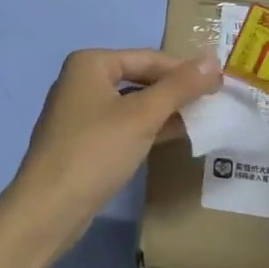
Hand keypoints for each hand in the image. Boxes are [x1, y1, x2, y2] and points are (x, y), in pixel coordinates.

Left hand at [10, 49, 221, 241]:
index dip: (185, 69)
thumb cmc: (95, 151)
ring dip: (164, 110)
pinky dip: (148, 128)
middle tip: (214, 101)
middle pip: (139, 77)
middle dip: (175, 90)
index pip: (149, 57)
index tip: (220, 82)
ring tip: (202, 119)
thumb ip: (179, 87)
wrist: (48, 209)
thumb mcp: (142, 116)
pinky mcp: (83, 141)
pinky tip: (175, 136)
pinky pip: (123, 125)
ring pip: (132, 103)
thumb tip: (213, 60)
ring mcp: (80, 112)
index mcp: (91, 63)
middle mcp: (82, 80)